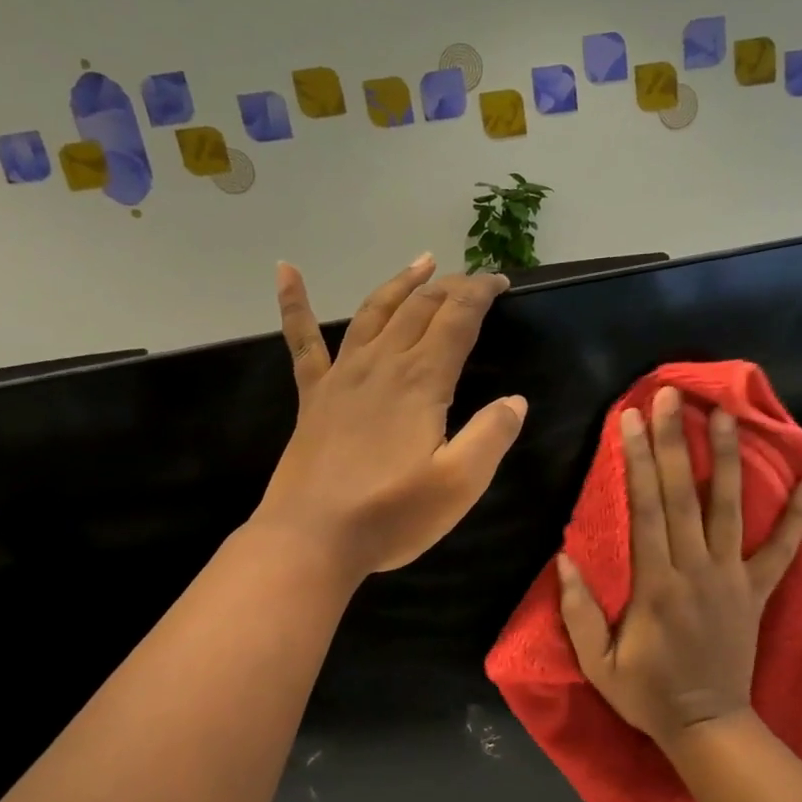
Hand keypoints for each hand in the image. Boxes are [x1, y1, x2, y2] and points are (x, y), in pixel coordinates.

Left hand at [255, 256, 526, 579]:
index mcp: (421, 382)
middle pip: (419, 308)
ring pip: (373, 312)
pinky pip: (303, 341)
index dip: (480, 294)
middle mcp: (382, 365)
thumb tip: (515, 401)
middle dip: (450, 287)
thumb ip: (492, 436)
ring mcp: (342, 377)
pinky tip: (285, 270)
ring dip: (400, 283)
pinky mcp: (313, 397)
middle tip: (473, 280)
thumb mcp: (460, 484)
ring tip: (421, 262)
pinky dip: (294, 302)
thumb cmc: (391, 515)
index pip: (457, 319)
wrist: (312, 539)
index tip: (501, 283)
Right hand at [556, 386, 801, 747]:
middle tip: (670, 396)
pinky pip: (783, 551)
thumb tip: (564, 557)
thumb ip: (579, 611)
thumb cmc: (647, 694)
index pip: (645, 509)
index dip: (636, 461)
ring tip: (724, 415)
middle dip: (674, 442)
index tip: (630, 419)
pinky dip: (799, 517)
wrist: (708, 726)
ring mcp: (732, 578)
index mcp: (655, 584)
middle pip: (683, 495)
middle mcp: (696, 570)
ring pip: (730, 509)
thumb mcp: (597, 663)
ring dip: (726, 460)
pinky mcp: (757, 592)